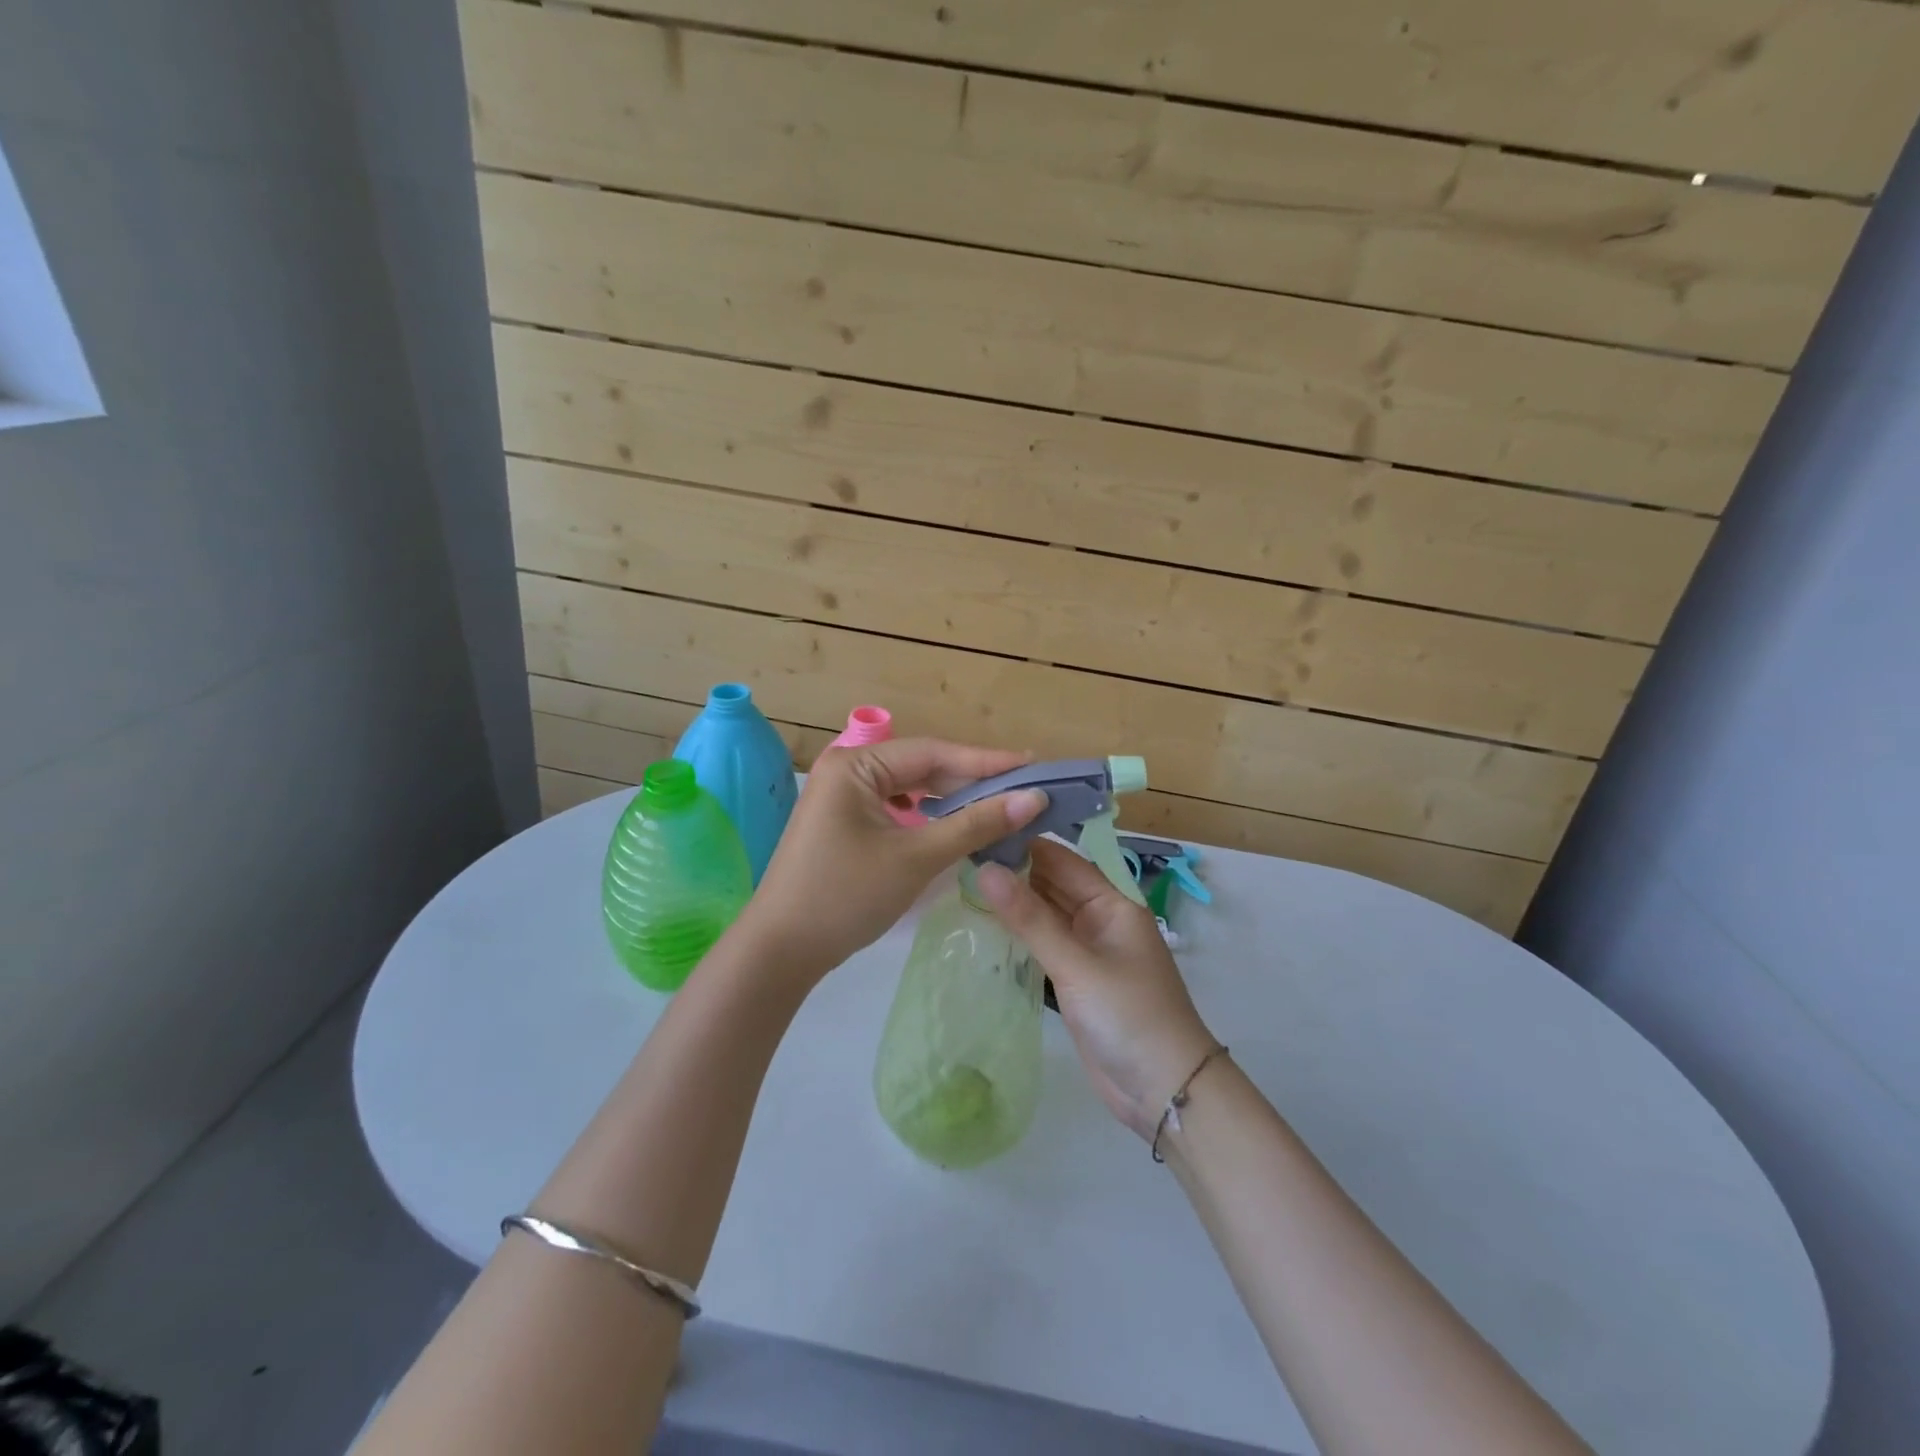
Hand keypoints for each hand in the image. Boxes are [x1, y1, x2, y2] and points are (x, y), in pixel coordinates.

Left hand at [738, 738, 1047, 980]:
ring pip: (910, 788)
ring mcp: (842, 796)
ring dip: (952, 798)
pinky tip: (954, 823)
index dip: (987, 761)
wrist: (780, 951)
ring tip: (1000, 804)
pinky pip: (896, 807)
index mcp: (856, 764)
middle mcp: (847, 769)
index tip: (1034, 766)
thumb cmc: (846, 896)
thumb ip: (975, 824)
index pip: (933, 752)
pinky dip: (929, 815)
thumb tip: (1034, 798)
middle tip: (1025, 788)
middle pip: (922, 766)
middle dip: (972, 780)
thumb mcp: (915, 857)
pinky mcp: (843, 821)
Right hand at [977, 839, 1217, 1139]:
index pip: (1062, 860)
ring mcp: (1087, 951)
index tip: (976, 832)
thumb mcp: (1077, 964)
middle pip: (1051, 886)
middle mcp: (1100, 920)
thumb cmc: (1128, 1015)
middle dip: (1012, 873)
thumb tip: (985, 870)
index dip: (1023, 845)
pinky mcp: (1075, 980)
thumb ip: (1029, 919)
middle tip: (958, 858)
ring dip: (1012, 904)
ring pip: (1044, 916)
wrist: (1164, 1090)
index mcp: (1112, 904)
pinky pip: (1043, 945)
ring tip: (961, 884)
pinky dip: (1018, 935)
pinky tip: (984, 926)